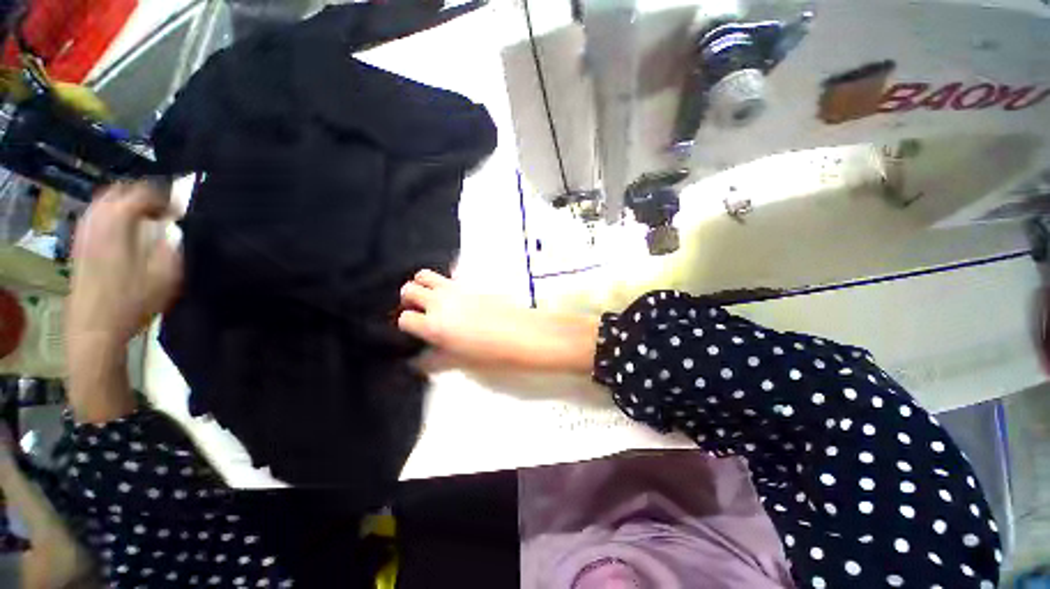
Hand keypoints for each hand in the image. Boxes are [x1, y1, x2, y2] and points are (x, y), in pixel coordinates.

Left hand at [67, 182, 180, 352]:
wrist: (94, 328)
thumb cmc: (132, 302)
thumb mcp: (165, 276)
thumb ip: (172, 245)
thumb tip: (177, 229)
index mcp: (118, 224)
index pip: (141, 193)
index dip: (164, 198)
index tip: (180, 213)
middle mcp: (97, 221)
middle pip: (119, 191)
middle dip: (143, 196)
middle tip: (163, 212)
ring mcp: (84, 233)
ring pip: (103, 201)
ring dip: (126, 204)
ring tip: (145, 219)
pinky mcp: (79, 245)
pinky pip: (94, 216)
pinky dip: (111, 215)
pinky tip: (122, 230)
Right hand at [397, 270, 599, 372]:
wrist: (520, 333)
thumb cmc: (491, 352)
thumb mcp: (458, 362)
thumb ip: (435, 361)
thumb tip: (419, 361)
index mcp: (434, 325)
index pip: (405, 318)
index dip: (407, 325)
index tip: (414, 331)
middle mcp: (440, 302)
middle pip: (409, 289)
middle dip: (409, 300)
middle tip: (419, 311)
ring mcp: (455, 289)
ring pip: (425, 275)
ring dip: (422, 285)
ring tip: (431, 299)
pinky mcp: (470, 283)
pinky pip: (448, 276)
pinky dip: (443, 282)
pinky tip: (453, 295)